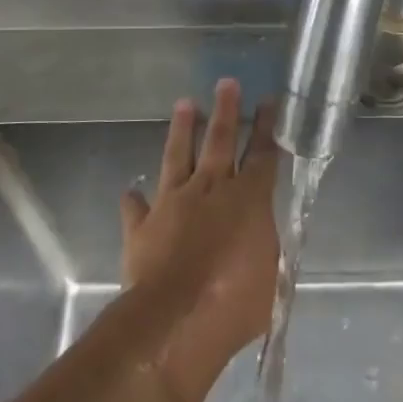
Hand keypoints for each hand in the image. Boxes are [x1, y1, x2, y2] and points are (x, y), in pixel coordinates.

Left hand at [121, 78, 280, 401]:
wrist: (175, 319)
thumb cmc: (236, 301)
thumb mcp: (270, 277)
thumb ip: (264, 249)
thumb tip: (260, 239)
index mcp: (249, 199)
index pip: (262, 154)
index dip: (266, 127)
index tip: (267, 101)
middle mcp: (211, 190)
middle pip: (220, 141)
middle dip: (226, 110)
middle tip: (226, 82)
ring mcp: (173, 203)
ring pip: (178, 156)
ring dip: (182, 130)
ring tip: (185, 104)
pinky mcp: (143, 226)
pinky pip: (137, 208)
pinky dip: (135, 200)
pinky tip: (131, 191)